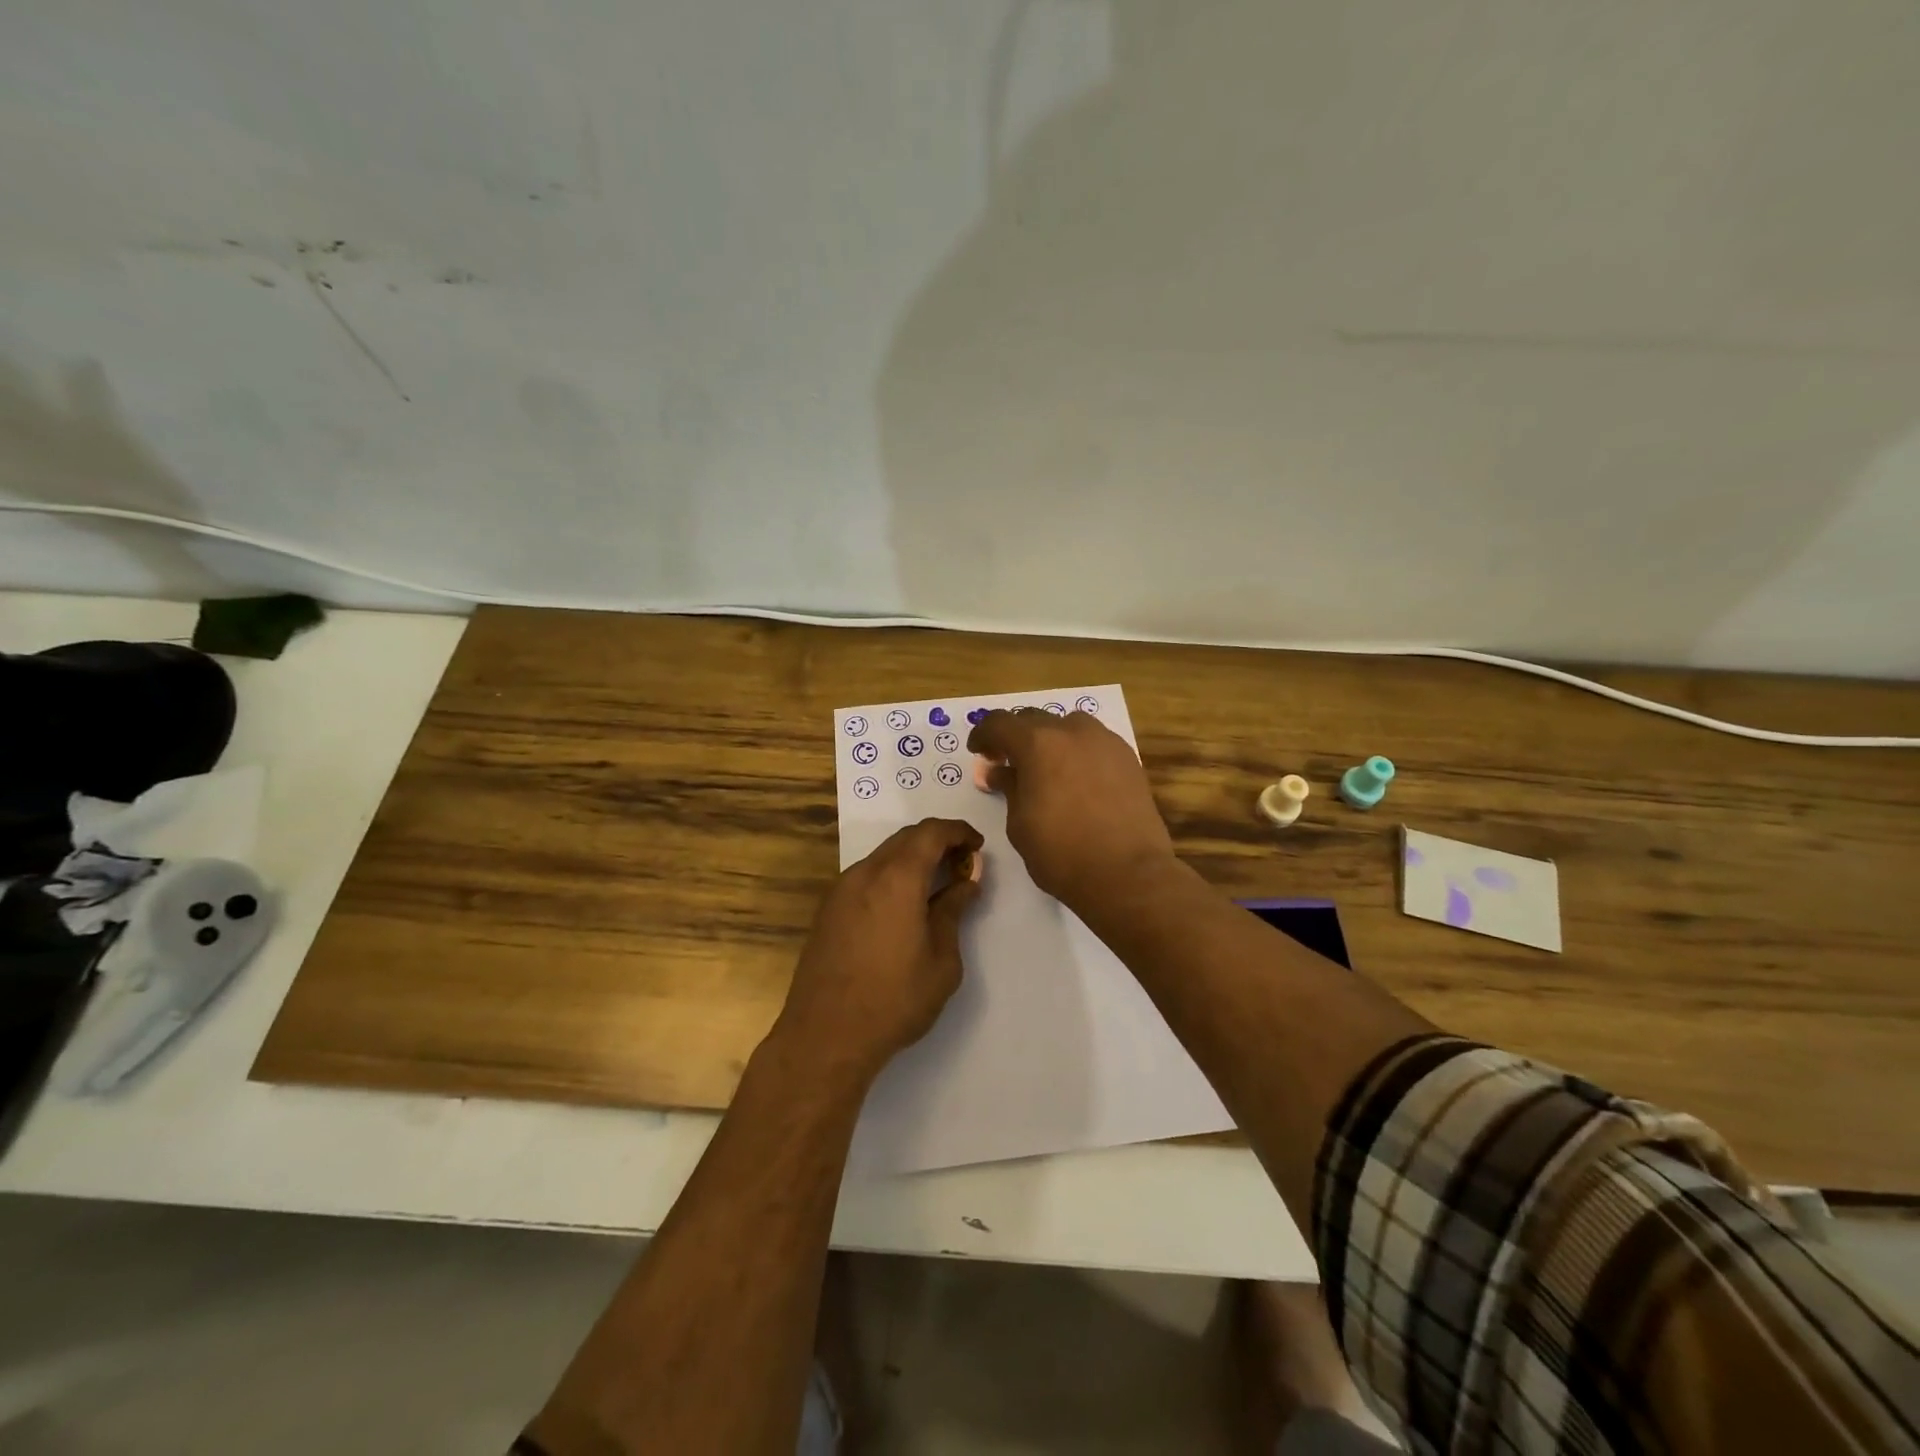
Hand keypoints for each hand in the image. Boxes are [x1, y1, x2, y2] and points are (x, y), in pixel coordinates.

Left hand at [775, 818, 985, 1081]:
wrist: (825, 1036)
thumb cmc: (894, 1000)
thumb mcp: (942, 960)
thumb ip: (953, 911)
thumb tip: (965, 881)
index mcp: (897, 879)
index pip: (931, 832)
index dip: (958, 831)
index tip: (977, 846)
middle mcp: (865, 873)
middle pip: (905, 839)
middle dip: (937, 842)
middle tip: (962, 864)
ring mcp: (840, 891)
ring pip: (883, 857)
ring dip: (912, 859)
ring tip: (936, 886)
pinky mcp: (828, 911)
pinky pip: (866, 877)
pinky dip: (891, 877)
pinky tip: (904, 906)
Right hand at [967, 709, 1176, 910]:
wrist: (1128, 874)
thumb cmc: (1062, 853)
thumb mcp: (1020, 824)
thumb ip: (1008, 789)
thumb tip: (999, 772)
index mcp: (1038, 744)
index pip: (1000, 723)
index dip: (983, 734)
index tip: (979, 752)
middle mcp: (1072, 732)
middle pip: (1034, 719)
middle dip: (1016, 736)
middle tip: (1008, 762)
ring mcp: (1105, 742)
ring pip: (1068, 726)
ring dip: (1050, 739)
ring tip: (1046, 768)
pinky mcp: (1128, 758)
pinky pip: (1094, 742)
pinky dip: (1077, 751)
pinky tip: (1077, 779)